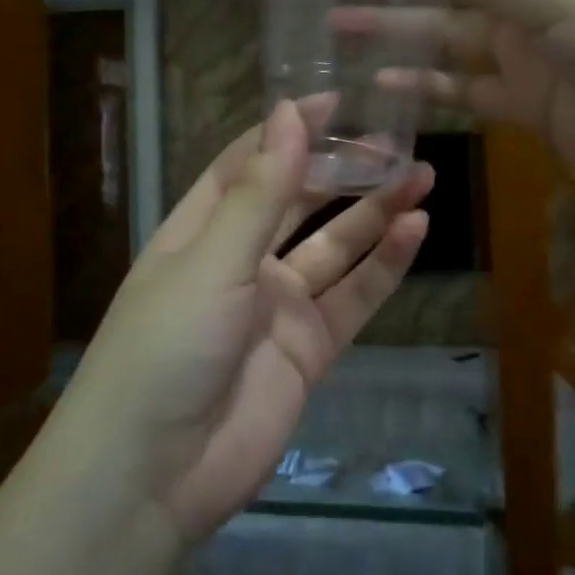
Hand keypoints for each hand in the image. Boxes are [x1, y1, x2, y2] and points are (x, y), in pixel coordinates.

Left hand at [64, 101, 430, 544]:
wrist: (154, 474)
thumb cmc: (166, 347)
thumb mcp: (213, 260)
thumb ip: (260, 191)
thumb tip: (289, 111)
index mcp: (202, 228)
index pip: (251, 163)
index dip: (290, 130)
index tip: (337, 100)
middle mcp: (241, 259)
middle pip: (299, 201)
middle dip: (342, 170)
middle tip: (393, 140)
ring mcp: (277, 305)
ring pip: (335, 246)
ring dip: (374, 212)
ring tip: (420, 176)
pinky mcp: (309, 349)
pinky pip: (353, 298)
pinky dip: (384, 266)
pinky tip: (415, 231)